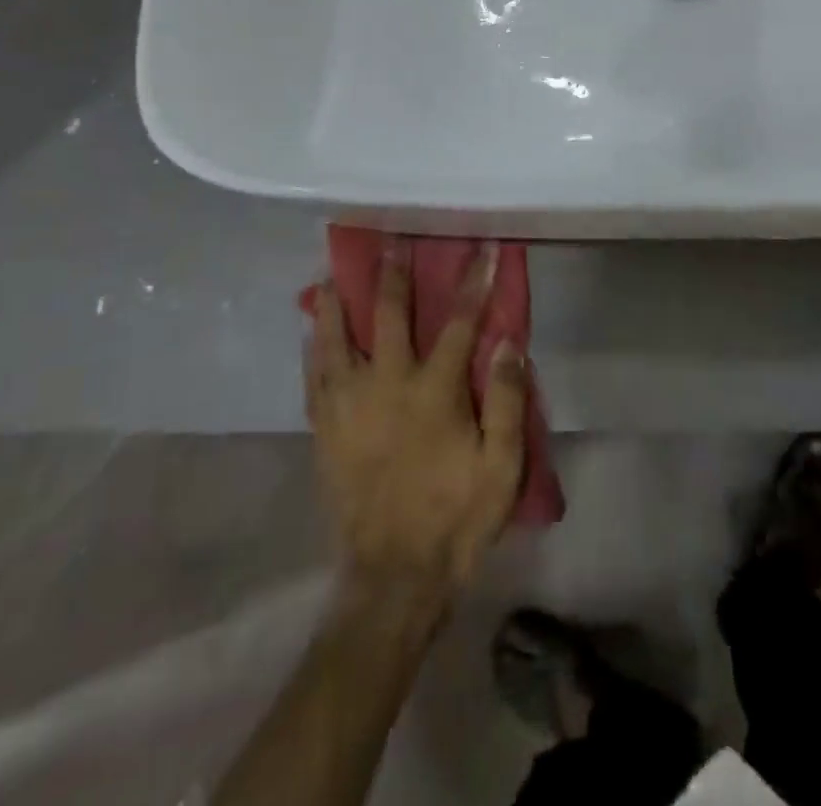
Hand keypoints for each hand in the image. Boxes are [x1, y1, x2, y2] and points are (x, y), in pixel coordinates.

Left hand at [306, 243, 527, 609]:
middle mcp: (387, 386)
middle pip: (389, 317)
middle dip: (393, 276)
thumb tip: (509, 341)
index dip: (474, 283)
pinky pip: (314, 379)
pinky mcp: (325, 432)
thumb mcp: (502, 467)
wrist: (393, 576)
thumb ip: (509, 401)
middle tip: (390, 242)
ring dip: (337, 305)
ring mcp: (349, 407)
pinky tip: (311, 334)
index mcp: (434, 391)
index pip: (460, 323)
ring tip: (333, 276)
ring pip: (336, 341)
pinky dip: (314, 350)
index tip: (483, 248)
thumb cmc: (455, 517)